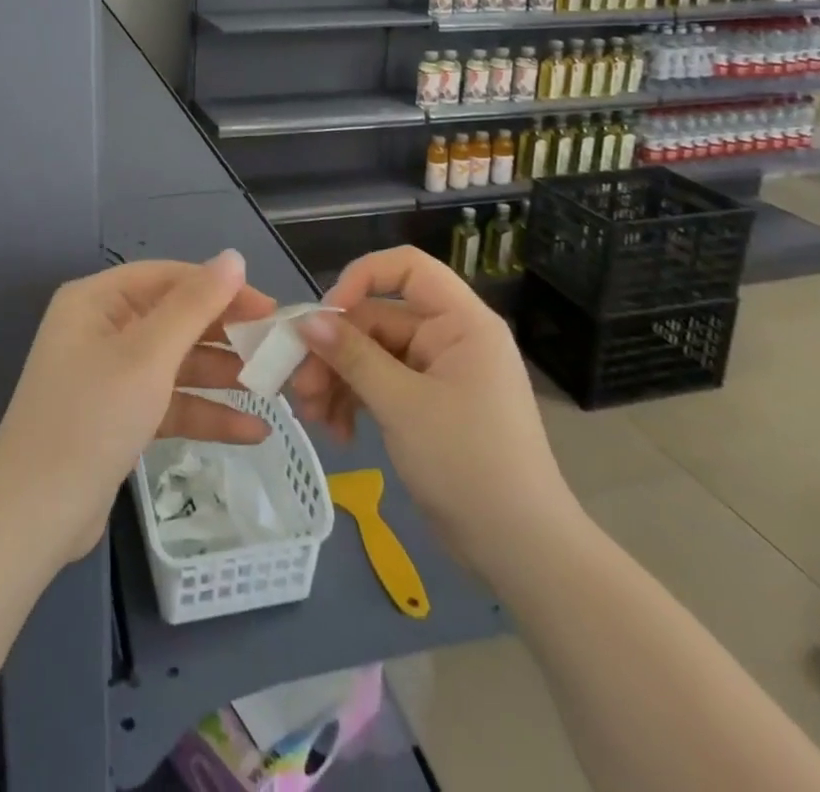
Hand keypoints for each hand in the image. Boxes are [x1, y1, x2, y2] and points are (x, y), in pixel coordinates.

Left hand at [0, 250, 275, 563]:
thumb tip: (233, 257)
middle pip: (175, 320)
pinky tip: (252, 432)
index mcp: (97, 301)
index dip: (220, 288)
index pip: (169, 278)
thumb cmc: (91, 418)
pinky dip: (205, 413)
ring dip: (221, 377)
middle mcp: (101, 329)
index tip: (269, 308)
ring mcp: (110, 376)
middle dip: (225, 337)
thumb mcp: (148, 356)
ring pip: (177, 364)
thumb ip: (195, 305)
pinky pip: (169, 402)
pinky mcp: (119, 417)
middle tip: (277, 352)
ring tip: (273, 391)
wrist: (34, 516)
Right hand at [291, 247, 575, 564]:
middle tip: (298, 384)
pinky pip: (380, 385)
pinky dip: (355, 402)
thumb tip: (306, 320)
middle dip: (334, 350)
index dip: (362, 278)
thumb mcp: (402, 405)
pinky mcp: (426, 406)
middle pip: (377, 319)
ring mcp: (437, 374)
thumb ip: (352, 357)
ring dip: (338, 379)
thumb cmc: (469, 463)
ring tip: (312, 415)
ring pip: (372, 355)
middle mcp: (449, 337)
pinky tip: (339, 433)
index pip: (407, 268)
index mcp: (460, 322)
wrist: (521, 552)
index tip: (324, 315)